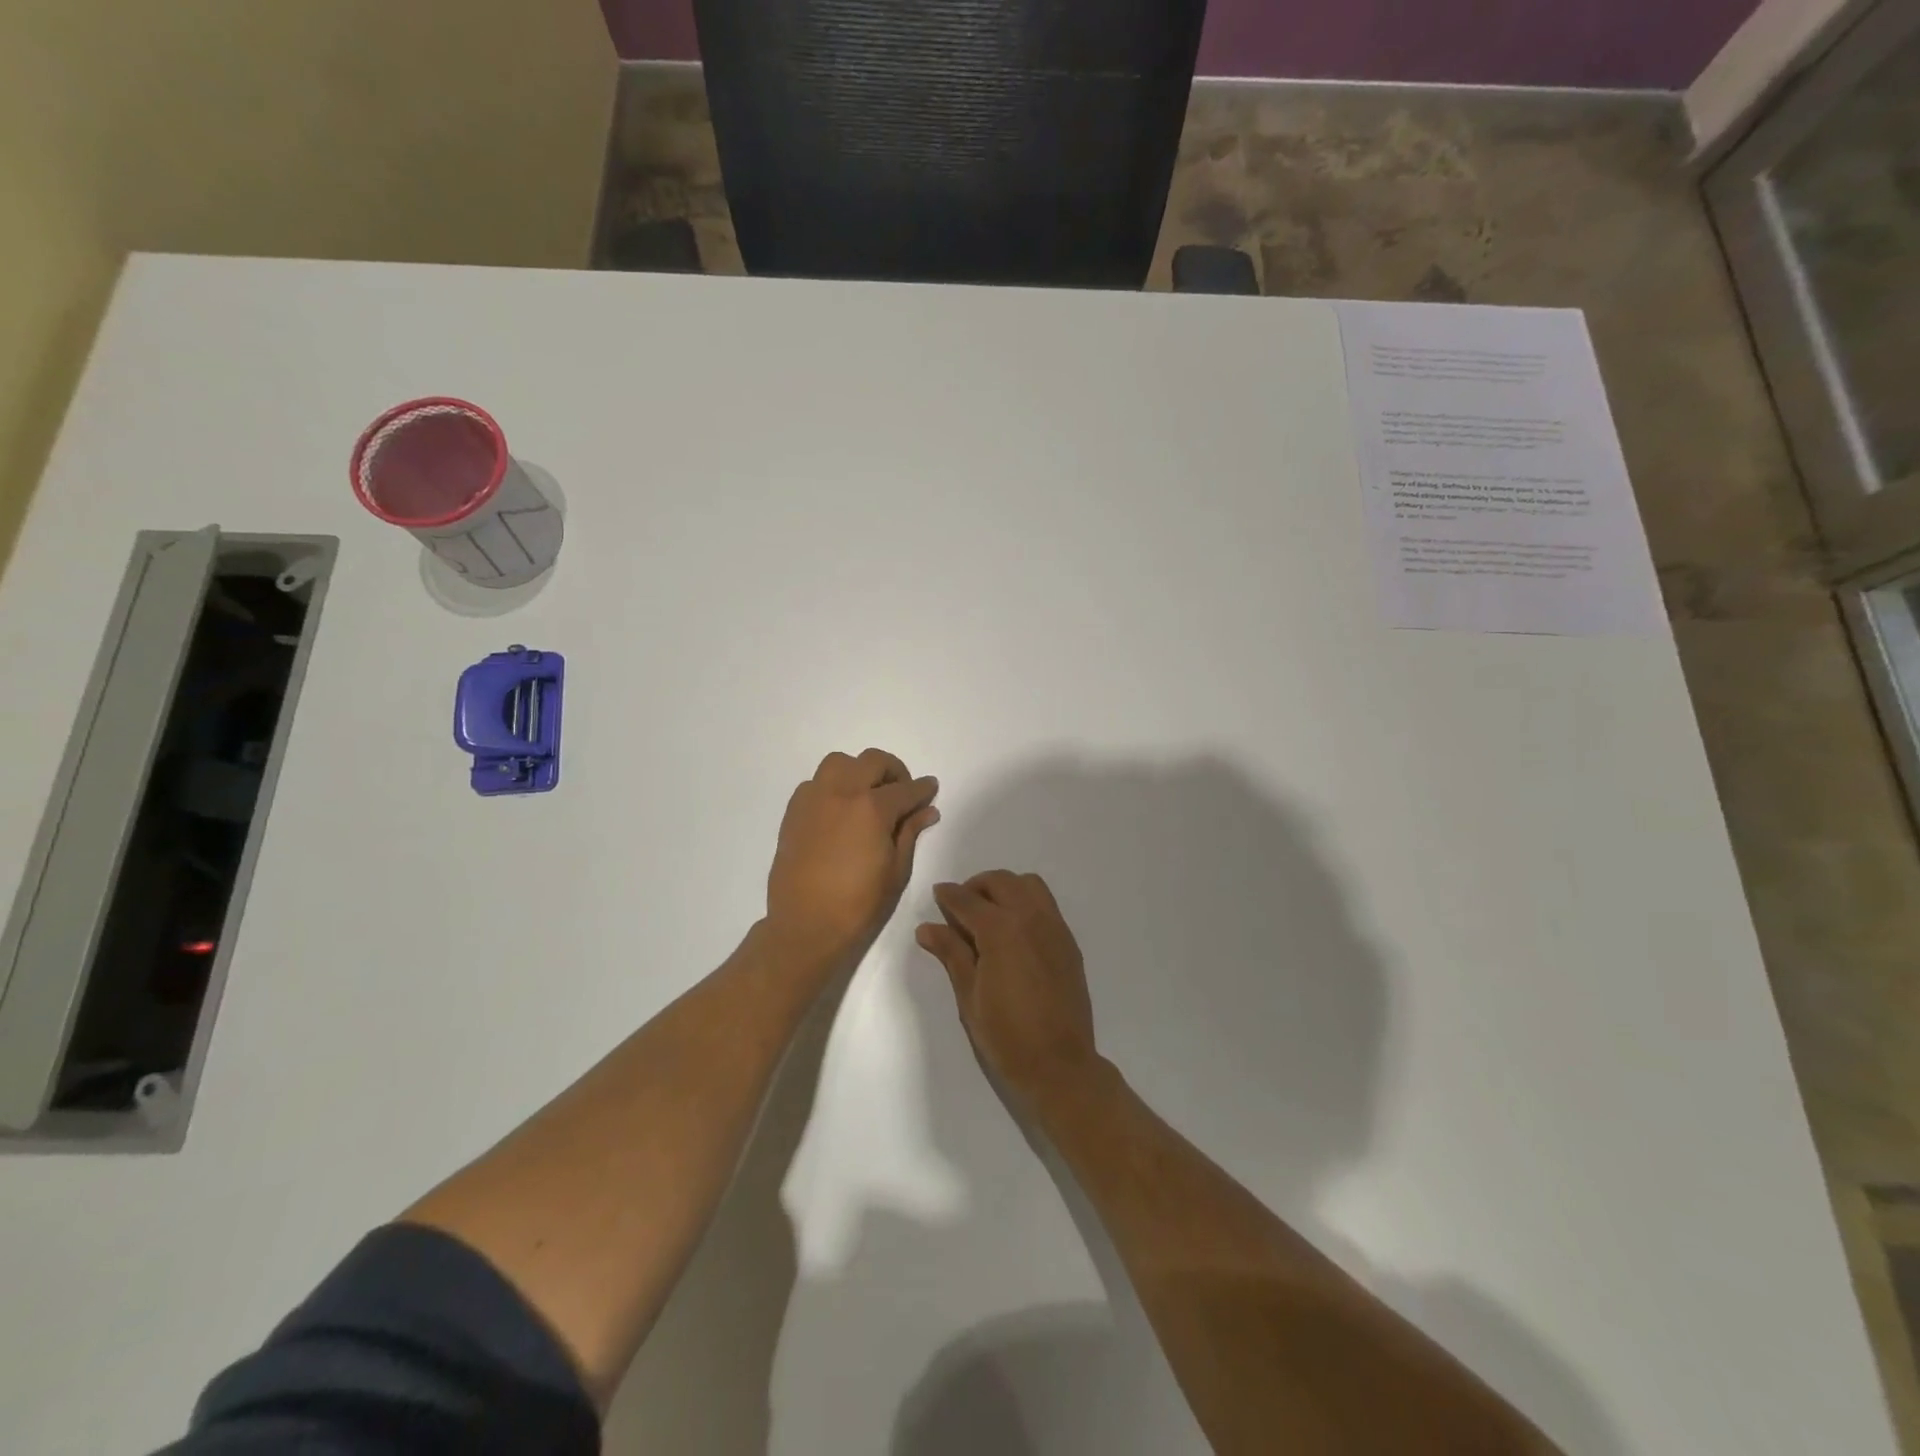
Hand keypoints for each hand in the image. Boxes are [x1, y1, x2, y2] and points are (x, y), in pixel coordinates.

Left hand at [766, 748, 940, 970]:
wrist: (806, 926)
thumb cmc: (859, 905)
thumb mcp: (896, 871)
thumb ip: (910, 833)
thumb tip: (927, 810)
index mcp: (872, 808)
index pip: (906, 789)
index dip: (923, 789)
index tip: (930, 789)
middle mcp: (841, 793)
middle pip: (872, 761)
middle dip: (894, 771)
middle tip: (902, 792)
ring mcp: (813, 800)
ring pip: (839, 763)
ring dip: (859, 771)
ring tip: (867, 795)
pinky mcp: (794, 812)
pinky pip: (815, 783)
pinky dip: (832, 786)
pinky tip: (840, 810)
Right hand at [917, 871, 1099, 1098]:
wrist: (1060, 1064)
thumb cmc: (1006, 1035)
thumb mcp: (969, 995)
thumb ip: (952, 953)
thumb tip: (927, 928)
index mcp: (1001, 930)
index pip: (967, 900)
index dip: (948, 895)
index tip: (937, 894)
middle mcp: (1030, 918)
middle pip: (1001, 881)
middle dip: (976, 886)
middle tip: (961, 906)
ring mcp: (1054, 927)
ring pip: (1029, 885)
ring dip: (1006, 888)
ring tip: (989, 913)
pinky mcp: (1068, 941)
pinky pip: (1046, 904)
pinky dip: (1026, 902)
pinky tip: (1014, 931)